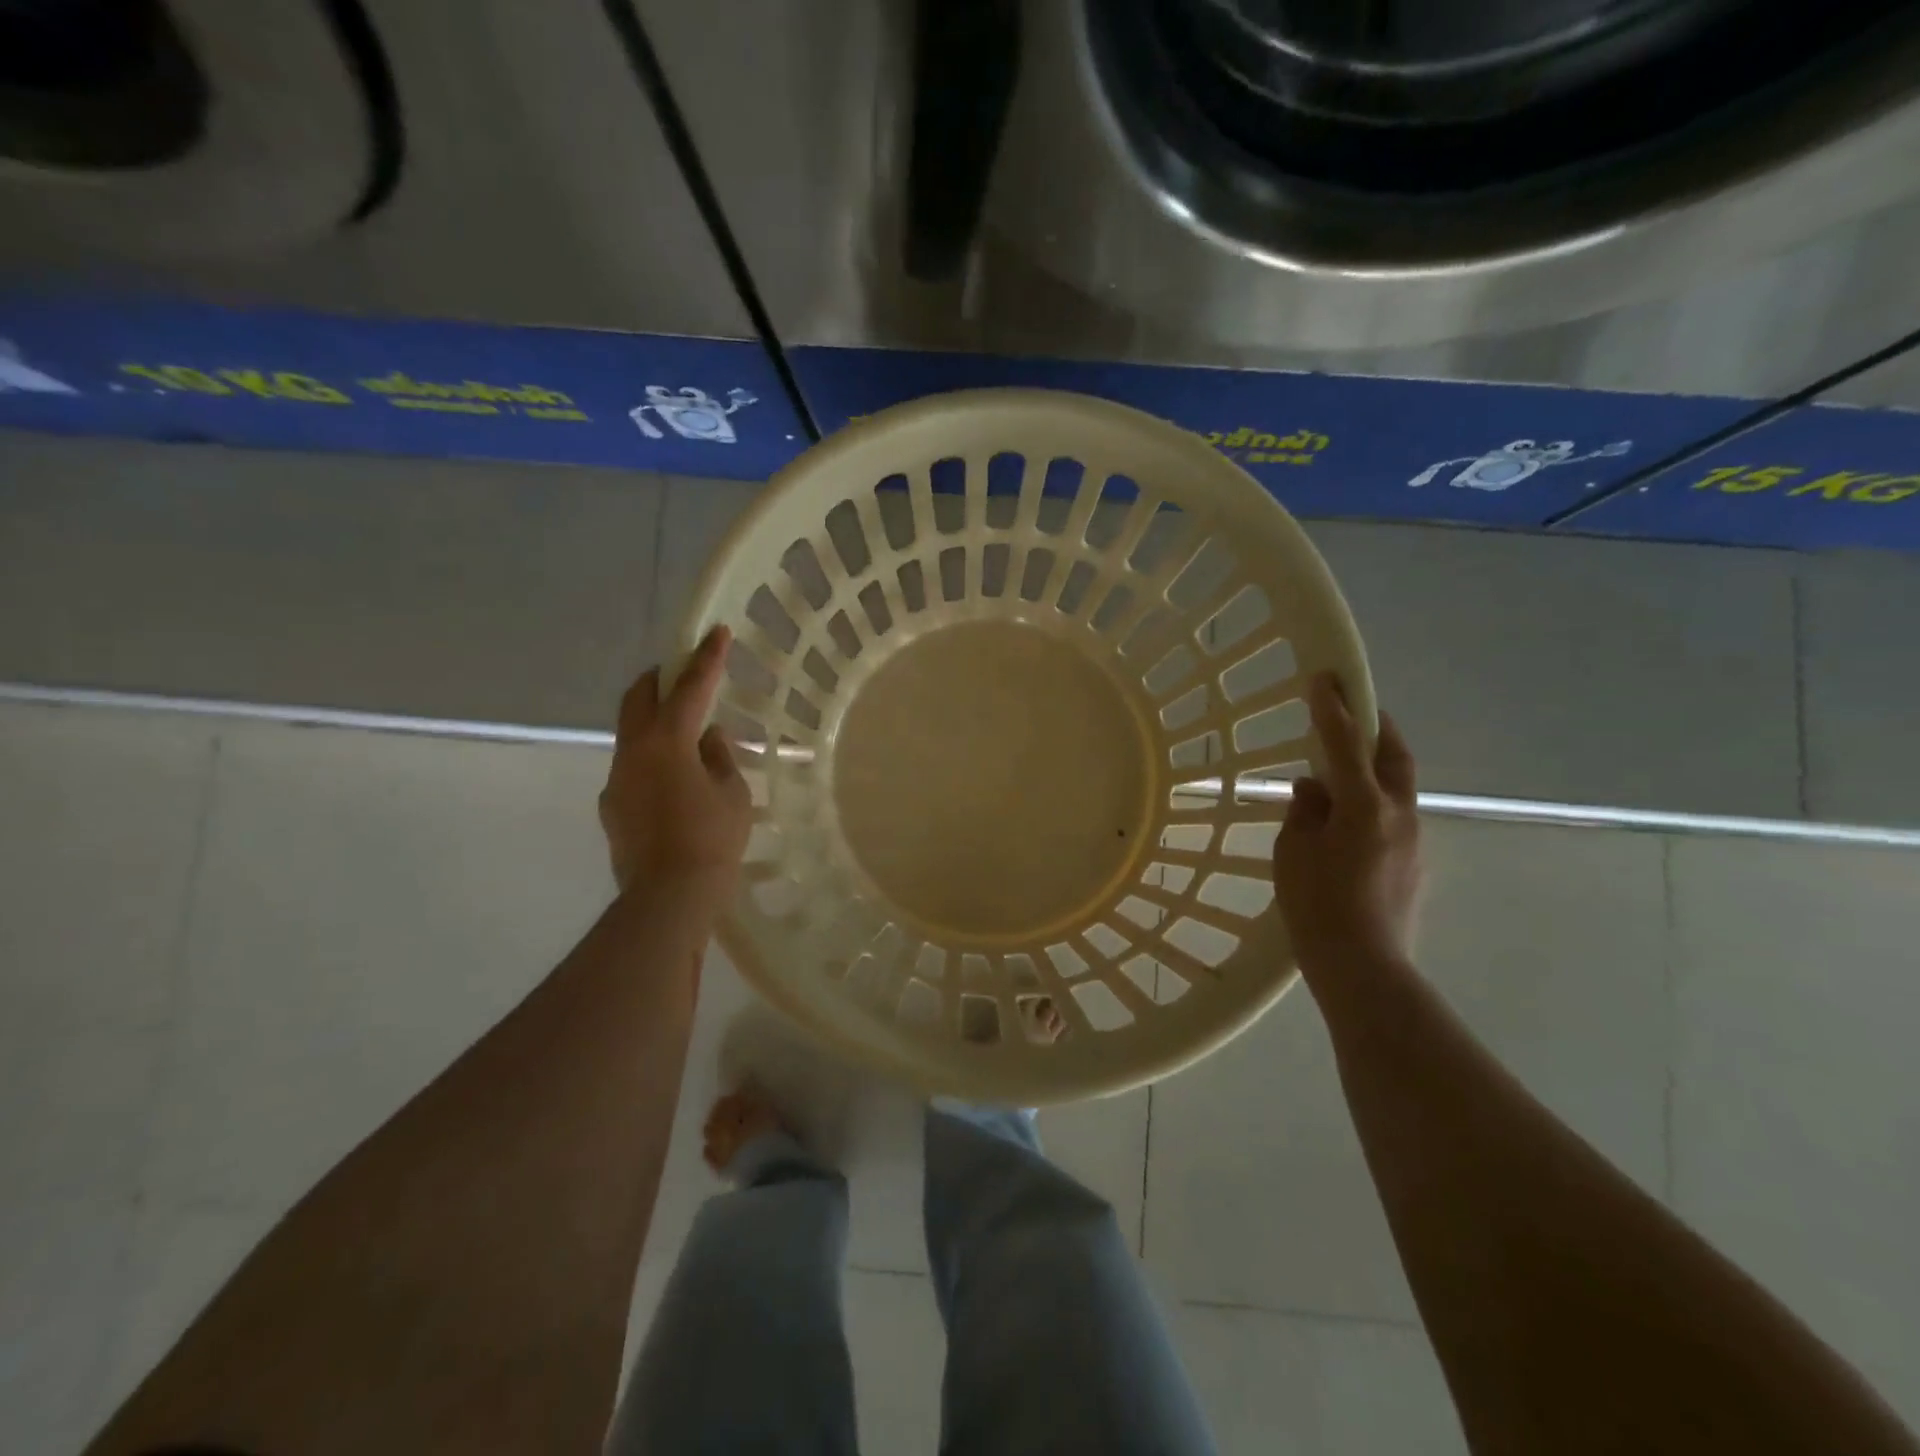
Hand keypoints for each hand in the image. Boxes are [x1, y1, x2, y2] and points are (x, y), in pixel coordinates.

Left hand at [599, 626, 752, 906]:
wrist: (668, 898)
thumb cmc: (712, 841)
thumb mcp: (733, 794)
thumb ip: (719, 757)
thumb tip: (707, 739)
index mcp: (668, 742)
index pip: (690, 688)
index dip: (706, 658)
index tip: (716, 632)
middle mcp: (634, 751)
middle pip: (639, 698)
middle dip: (660, 679)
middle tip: (683, 674)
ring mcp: (617, 779)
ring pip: (632, 733)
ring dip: (656, 722)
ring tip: (686, 737)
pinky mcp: (612, 807)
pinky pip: (633, 767)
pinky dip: (652, 759)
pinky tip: (674, 783)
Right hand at [1272, 673, 1422, 979]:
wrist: (1363, 967)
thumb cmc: (1317, 906)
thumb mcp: (1293, 852)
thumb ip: (1304, 812)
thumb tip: (1314, 789)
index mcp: (1364, 806)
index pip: (1345, 743)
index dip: (1332, 708)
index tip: (1322, 677)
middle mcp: (1398, 814)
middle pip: (1393, 755)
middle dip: (1374, 726)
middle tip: (1352, 710)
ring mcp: (1413, 839)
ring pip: (1397, 786)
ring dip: (1374, 766)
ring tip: (1342, 771)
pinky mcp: (1414, 863)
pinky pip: (1394, 816)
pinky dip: (1374, 802)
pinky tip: (1348, 821)